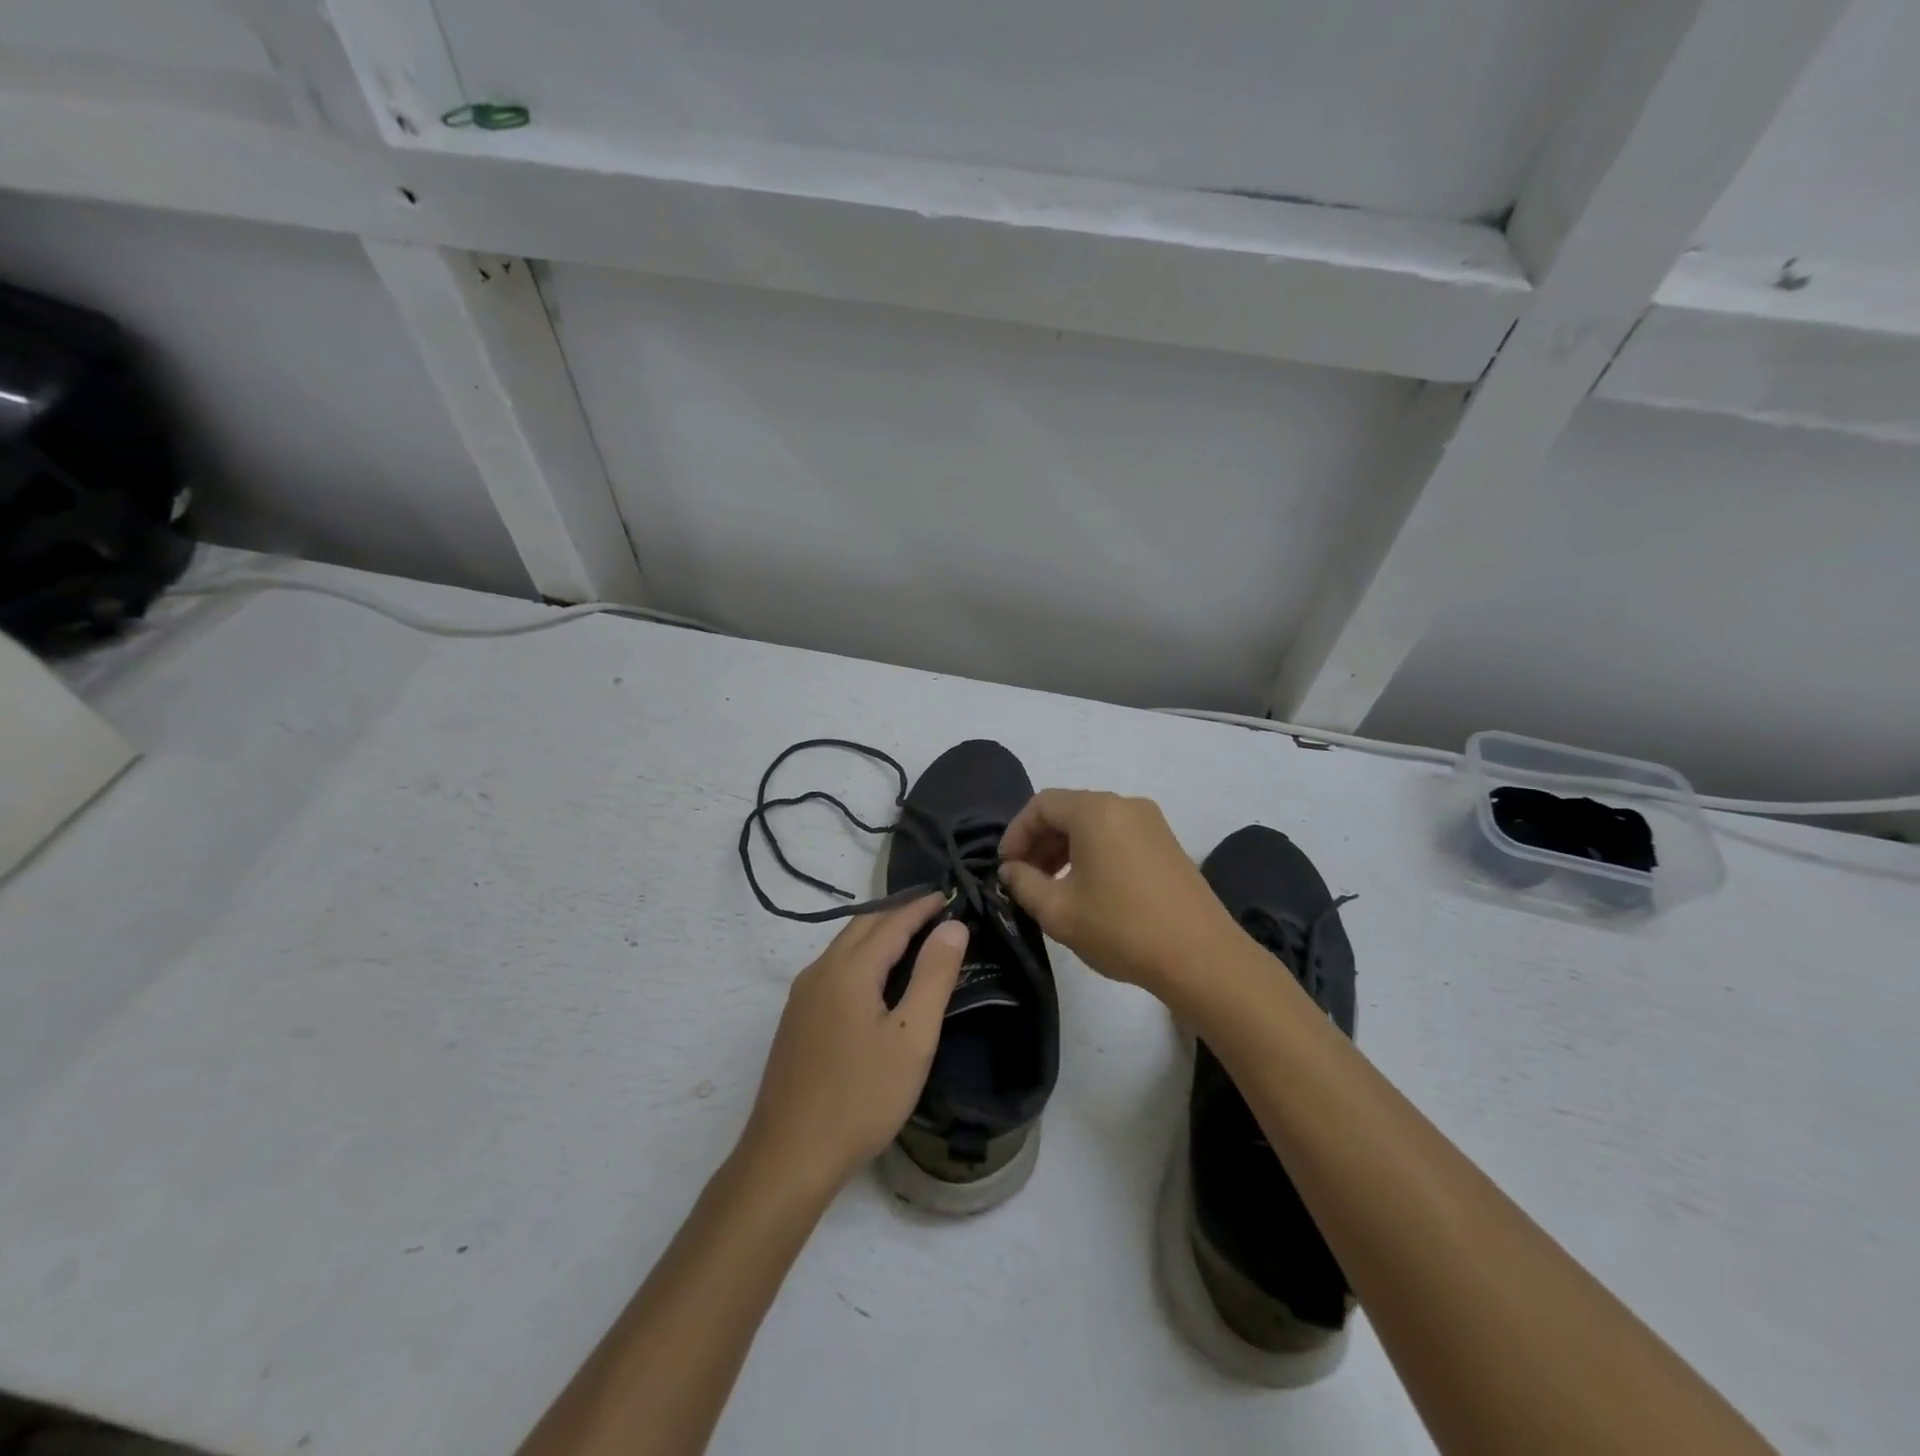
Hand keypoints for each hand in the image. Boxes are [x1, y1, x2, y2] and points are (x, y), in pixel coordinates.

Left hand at [741, 895, 967, 1196]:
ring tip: (914, 940)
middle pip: (864, 925)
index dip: (922, 906)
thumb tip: (952, 926)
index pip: (893, 921)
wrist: (789, 1156)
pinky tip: (877, 981)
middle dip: (900, 913)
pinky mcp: (796, 1019)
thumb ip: (934, 976)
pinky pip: (835, 969)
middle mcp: (820, 971)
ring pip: (846, 947)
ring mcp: (802, 995)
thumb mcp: (912, 1038)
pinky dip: (862, 957)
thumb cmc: (861, 1097)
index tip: (950, 896)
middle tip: (936, 912)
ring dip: (879, 934)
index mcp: (849, 969)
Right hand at [998, 789, 1236, 996]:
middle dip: (1039, 841)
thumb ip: (1023, 884)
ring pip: (1093, 823)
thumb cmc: (1122, 929)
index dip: (1016, 833)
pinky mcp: (1166, 843)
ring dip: (1064, 848)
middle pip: (1068, 810)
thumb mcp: (1059, 911)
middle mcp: (1124, 804)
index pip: (1041, 805)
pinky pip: (1117, 834)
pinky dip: (1092, 852)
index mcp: (1095, 811)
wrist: (1201, 957)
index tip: (1006, 868)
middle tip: (1024, 879)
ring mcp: (1151, 822)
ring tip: (1052, 887)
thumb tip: (1011, 870)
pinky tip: (1088, 888)